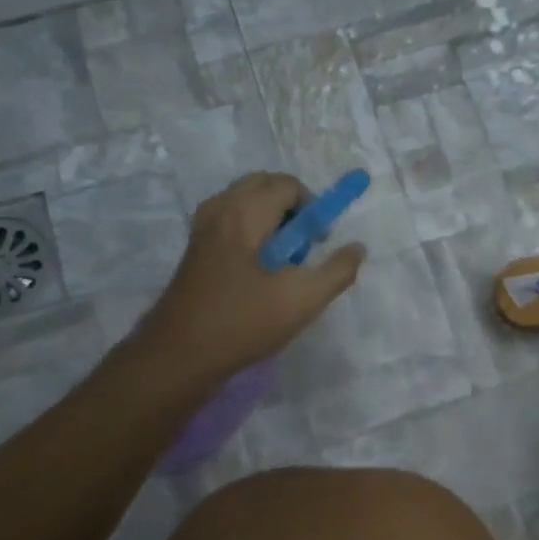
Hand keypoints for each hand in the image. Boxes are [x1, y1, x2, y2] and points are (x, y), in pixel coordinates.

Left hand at [135, 173, 365, 380]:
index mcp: (245, 213)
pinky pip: (229, 219)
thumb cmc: (244, 322)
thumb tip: (357, 248)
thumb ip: (337, 271)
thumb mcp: (303, 300)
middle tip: (302, 246)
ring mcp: (202, 228)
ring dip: (270, 219)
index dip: (313, 208)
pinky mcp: (195, 248)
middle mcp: (220, 209)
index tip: (319, 242)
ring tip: (280, 261)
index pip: (287, 185)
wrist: (181, 354)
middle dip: (291, 207)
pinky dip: (250, 230)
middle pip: (263, 185)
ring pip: (244, 201)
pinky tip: (257, 271)